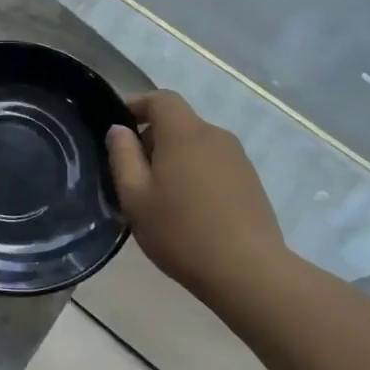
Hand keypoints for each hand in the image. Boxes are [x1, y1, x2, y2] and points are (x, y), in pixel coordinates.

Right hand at [106, 90, 286, 298]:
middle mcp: (215, 136)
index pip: (161, 98)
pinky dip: (194, 173)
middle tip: (132, 174)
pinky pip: (213, 163)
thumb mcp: (135, 197)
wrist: (247, 271)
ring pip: (196, 145)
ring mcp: (237, 158)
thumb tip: (119, 130)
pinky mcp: (250, 180)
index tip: (119, 128)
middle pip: (178, 122)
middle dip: (152, 138)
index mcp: (184, 134)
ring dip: (174, 159)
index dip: (137, 104)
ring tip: (159, 196)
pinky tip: (188, 209)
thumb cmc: (181, 232)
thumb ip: (123, 156)